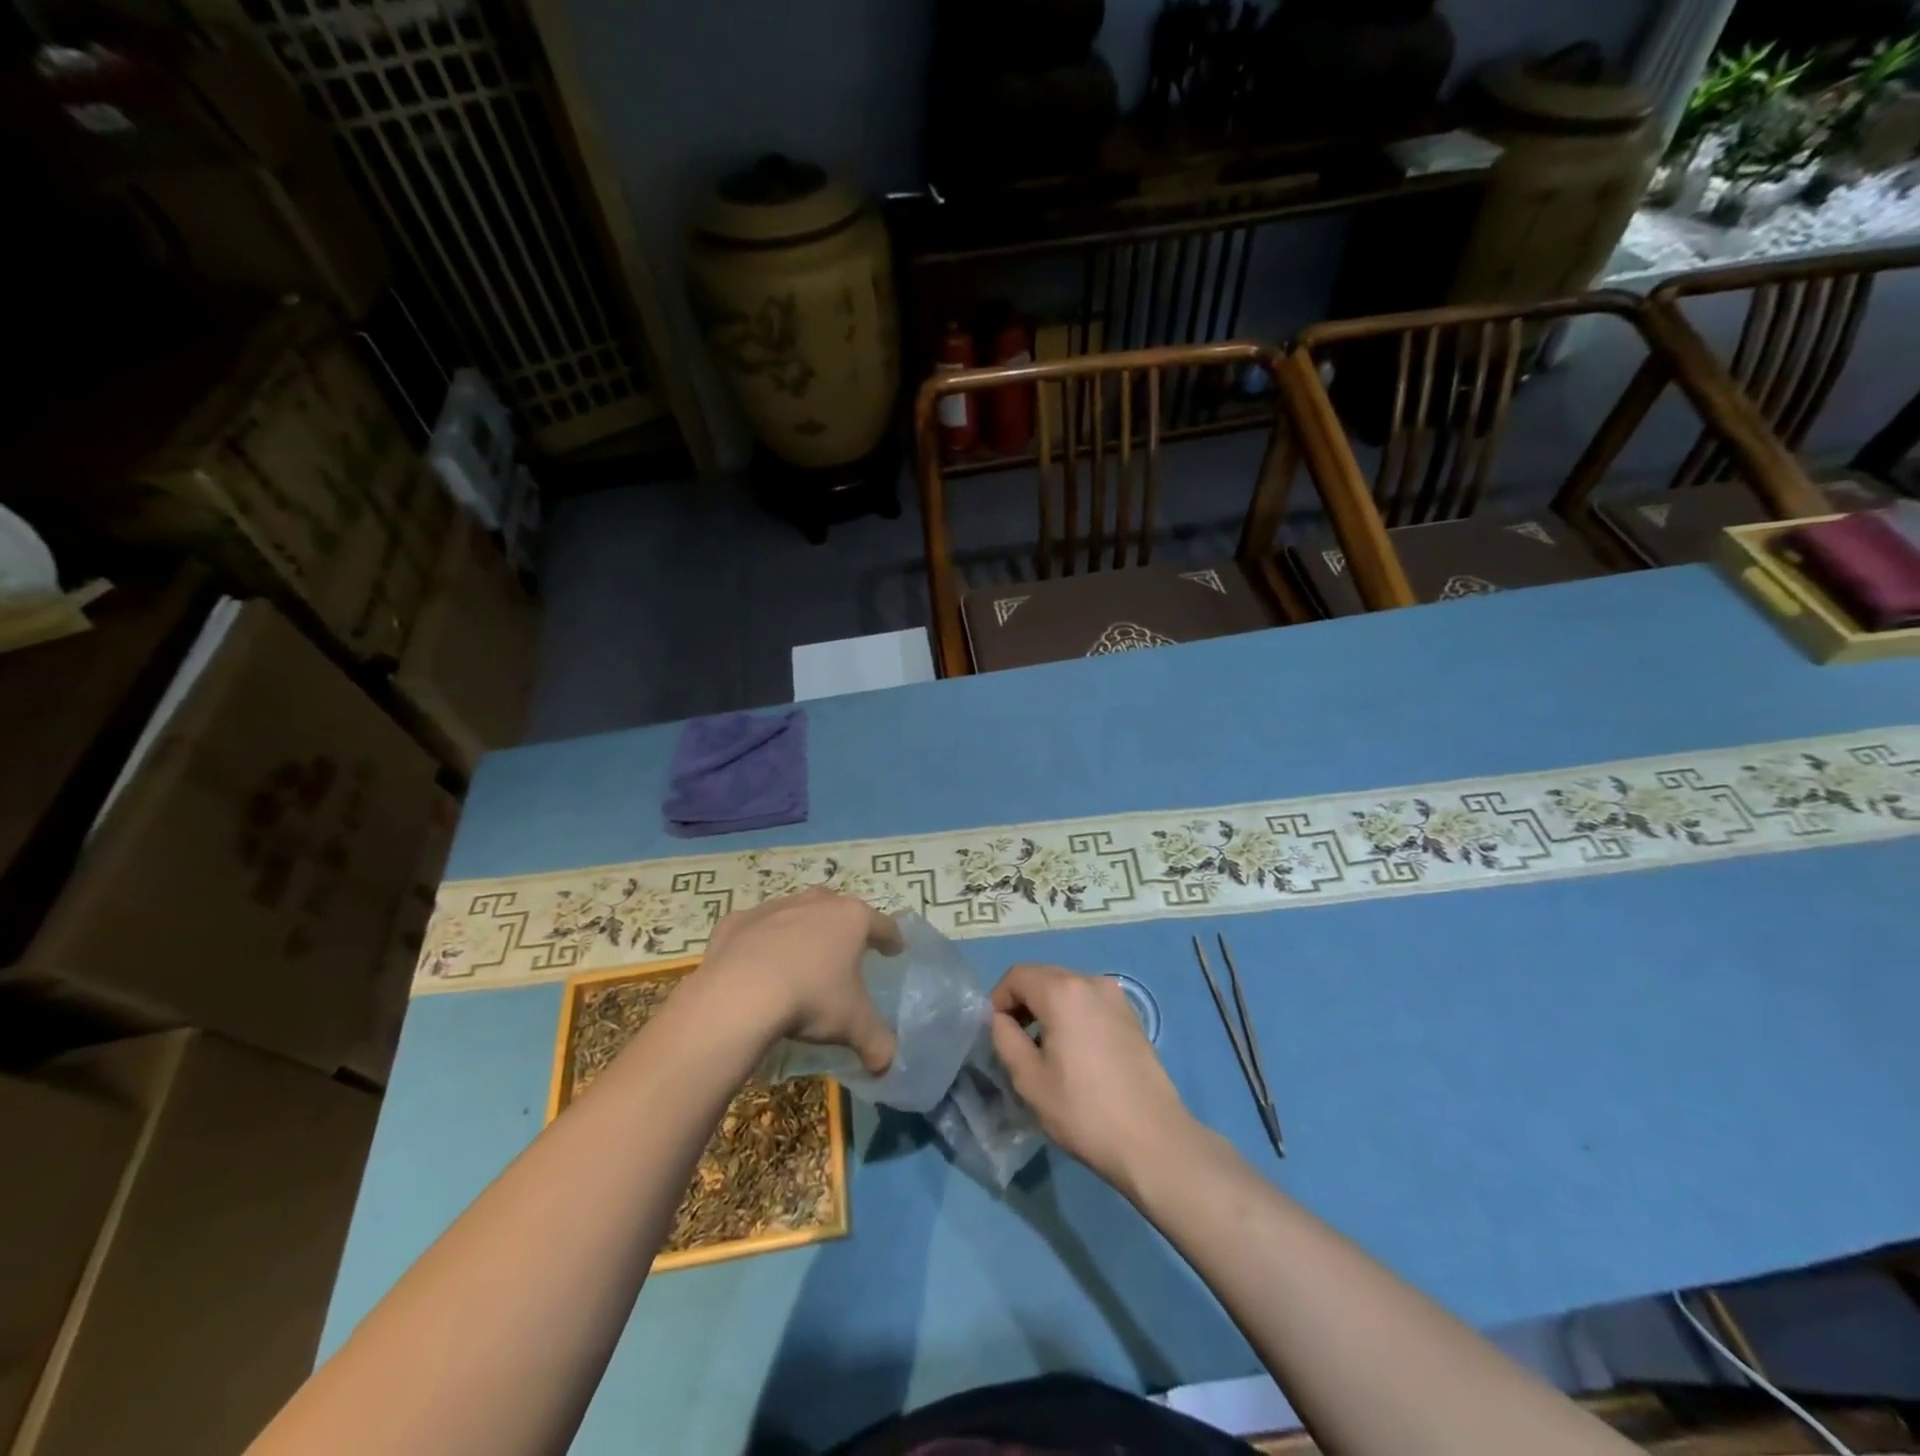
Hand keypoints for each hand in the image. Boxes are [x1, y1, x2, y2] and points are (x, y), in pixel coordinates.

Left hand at [692, 888, 901, 1072]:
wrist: (738, 995)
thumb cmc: (809, 999)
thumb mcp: (853, 1025)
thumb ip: (877, 1043)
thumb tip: (886, 1065)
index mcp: (852, 919)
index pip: (883, 925)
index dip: (891, 940)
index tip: (894, 951)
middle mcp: (816, 903)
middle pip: (838, 909)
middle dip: (844, 927)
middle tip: (845, 952)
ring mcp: (774, 907)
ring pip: (796, 912)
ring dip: (802, 930)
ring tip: (801, 958)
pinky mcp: (737, 921)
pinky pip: (756, 929)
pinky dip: (760, 942)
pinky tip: (757, 964)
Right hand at [989, 963, 1190, 1194]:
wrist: (1153, 1141)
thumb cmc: (1083, 1110)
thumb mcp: (1029, 1079)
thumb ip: (1005, 1039)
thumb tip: (1001, 1020)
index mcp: (1063, 991)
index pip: (1017, 976)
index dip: (998, 999)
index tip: (995, 1033)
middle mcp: (1091, 982)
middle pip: (1044, 978)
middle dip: (1022, 1003)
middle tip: (1015, 1043)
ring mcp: (1116, 998)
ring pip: (1068, 990)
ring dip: (1048, 1010)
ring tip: (1044, 1052)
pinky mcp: (1132, 1017)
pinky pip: (1090, 1003)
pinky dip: (1073, 1016)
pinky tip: (1075, 1055)